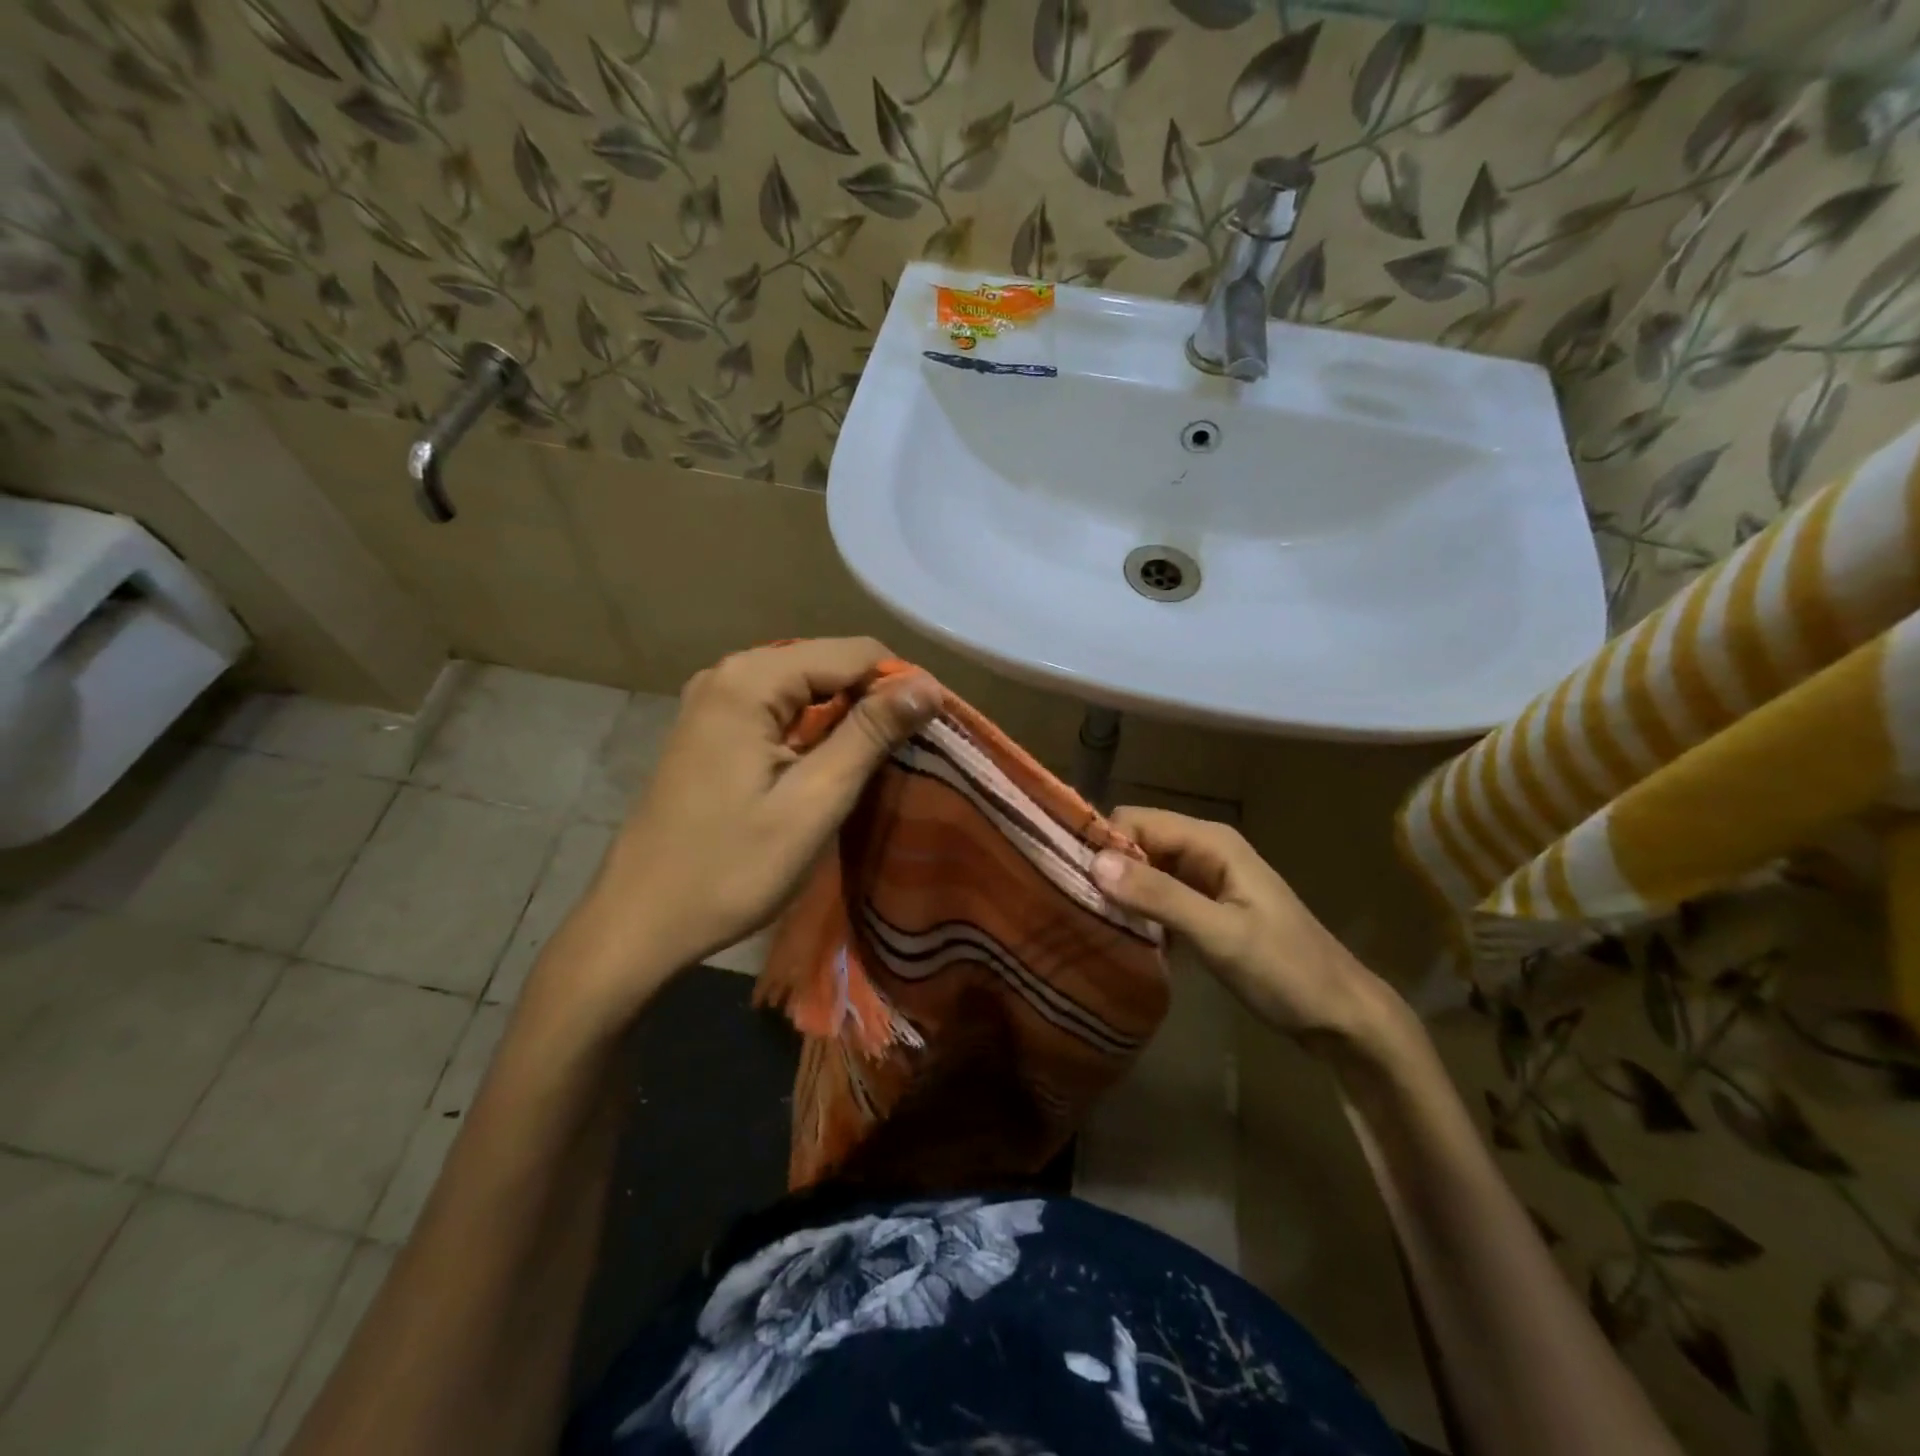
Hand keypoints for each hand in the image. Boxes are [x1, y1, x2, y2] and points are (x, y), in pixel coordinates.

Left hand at [584, 638, 934, 987]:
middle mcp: (729, 673)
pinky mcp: (710, 728)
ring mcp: (713, 700)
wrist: (640, 922)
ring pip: (806, 688)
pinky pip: (779, 710)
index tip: (929, 735)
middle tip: (902, 758)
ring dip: (845, 720)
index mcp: (751, 680)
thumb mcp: (813, 802)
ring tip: (871, 768)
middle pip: (828, 664)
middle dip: (873, 702)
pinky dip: (813, 731)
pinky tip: (825, 770)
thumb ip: (869, 734)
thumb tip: (927, 685)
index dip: (900, 687)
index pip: (854, 652)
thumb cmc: (730, 868)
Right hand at [1092, 807, 1400, 1050]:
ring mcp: (1207, 880)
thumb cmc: (1285, 970)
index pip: (1136, 821)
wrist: (1341, 1015)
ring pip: (1146, 872)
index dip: (1103, 843)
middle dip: (1108, 869)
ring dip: (1122, 894)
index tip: (1072, 880)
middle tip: (1077, 907)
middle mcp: (1205, 850)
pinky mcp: (1206, 908)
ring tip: (1091, 924)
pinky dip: (1141, 914)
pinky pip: (1159, 897)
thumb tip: (1095, 862)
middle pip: (1138, 844)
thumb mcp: (1220, 934)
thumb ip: (1159, 897)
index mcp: (1211, 841)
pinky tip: (1126, 940)